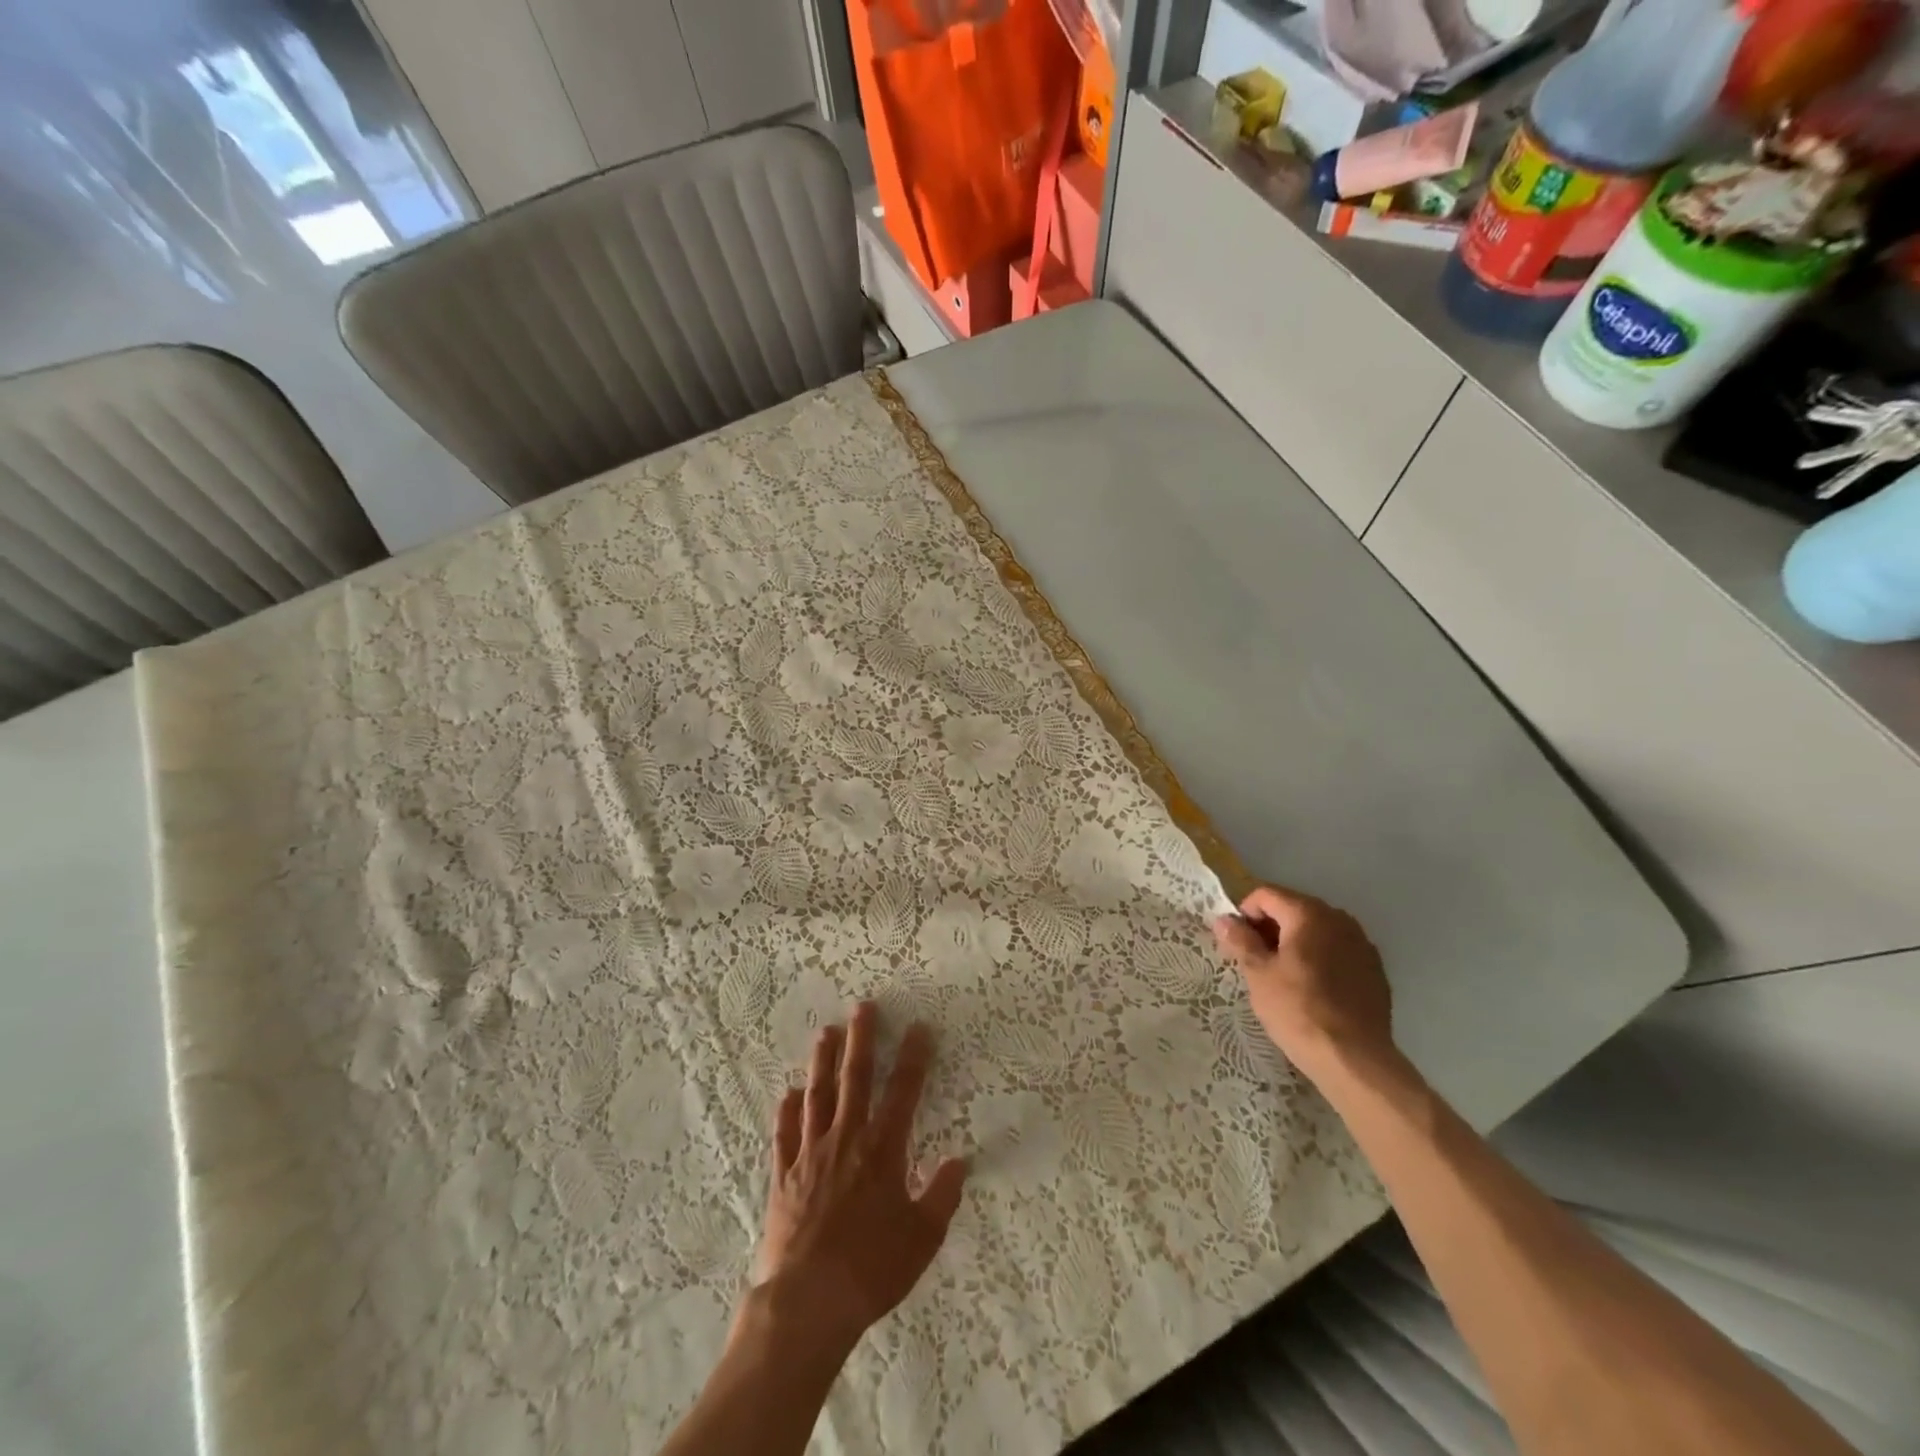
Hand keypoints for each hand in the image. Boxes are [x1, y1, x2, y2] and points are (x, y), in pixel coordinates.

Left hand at [749, 1002, 967, 1355]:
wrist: (807, 1302)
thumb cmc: (871, 1268)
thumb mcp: (922, 1238)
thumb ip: (942, 1195)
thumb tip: (960, 1161)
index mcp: (883, 1149)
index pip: (903, 1091)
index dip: (913, 1057)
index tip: (919, 1027)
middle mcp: (846, 1139)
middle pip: (854, 1078)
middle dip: (862, 1040)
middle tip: (862, 1007)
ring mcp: (810, 1154)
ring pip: (817, 1095)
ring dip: (822, 1062)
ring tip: (825, 1032)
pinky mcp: (784, 1175)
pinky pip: (785, 1133)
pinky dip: (787, 1111)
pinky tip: (788, 1093)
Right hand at [1211, 884, 1393, 1083]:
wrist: (1354, 1059)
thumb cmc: (1298, 1010)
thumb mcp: (1258, 974)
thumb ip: (1240, 940)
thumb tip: (1224, 920)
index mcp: (1309, 914)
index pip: (1266, 895)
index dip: (1245, 913)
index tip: (1237, 943)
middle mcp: (1339, 919)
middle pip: (1293, 909)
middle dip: (1270, 927)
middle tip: (1255, 960)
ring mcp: (1362, 944)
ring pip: (1317, 930)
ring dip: (1295, 942)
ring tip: (1283, 976)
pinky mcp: (1374, 970)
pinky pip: (1338, 951)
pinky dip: (1320, 959)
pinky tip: (1313, 989)